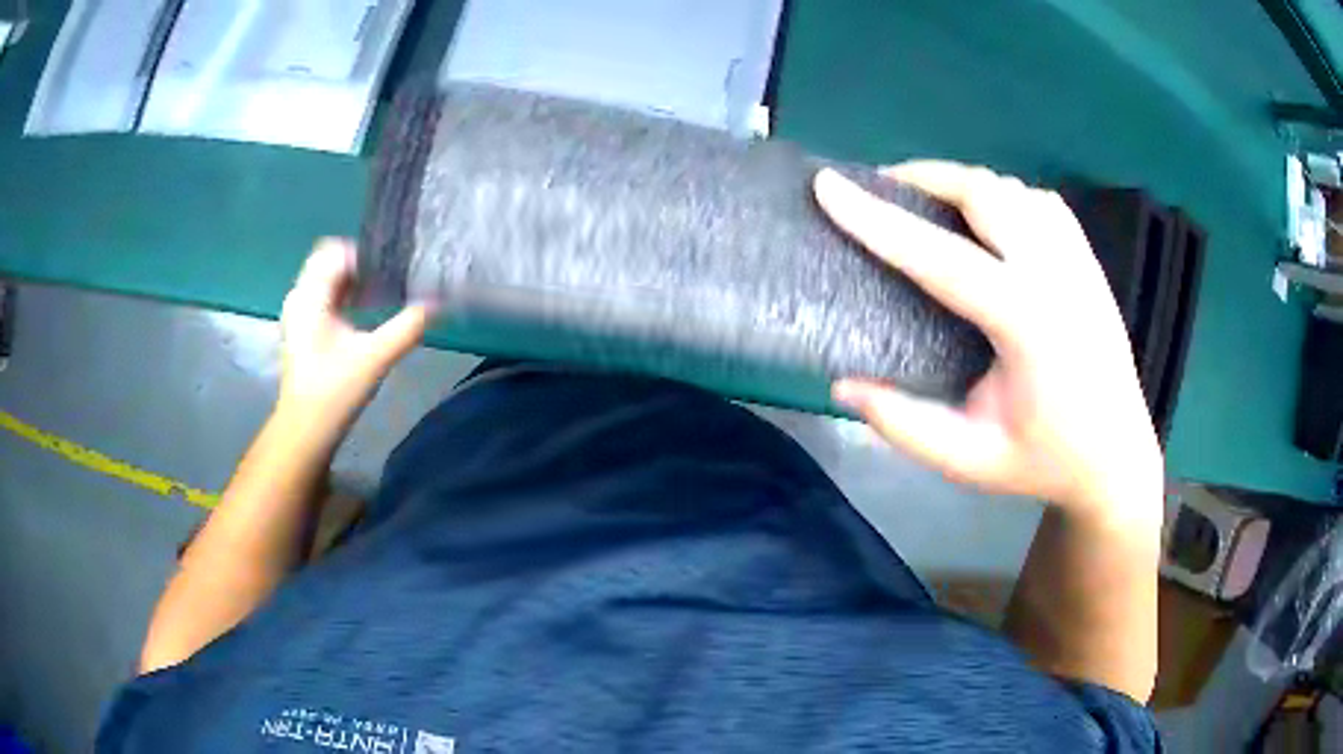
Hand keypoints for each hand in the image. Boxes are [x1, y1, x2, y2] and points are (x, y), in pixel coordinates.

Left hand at [277, 238, 433, 430]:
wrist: (304, 432)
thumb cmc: (334, 393)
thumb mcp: (375, 358)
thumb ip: (408, 327)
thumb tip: (439, 303)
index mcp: (311, 297)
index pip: (336, 252)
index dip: (366, 255)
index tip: (395, 267)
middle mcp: (299, 296)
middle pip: (329, 260)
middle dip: (360, 264)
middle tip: (390, 278)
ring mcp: (298, 312)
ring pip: (326, 277)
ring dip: (353, 280)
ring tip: (382, 293)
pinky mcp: (301, 327)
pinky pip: (323, 295)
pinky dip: (343, 295)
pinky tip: (364, 310)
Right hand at [814, 162, 1161, 517]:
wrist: (1118, 456)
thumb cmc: (1045, 462)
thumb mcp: (969, 461)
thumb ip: (905, 426)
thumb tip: (843, 385)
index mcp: (1027, 324)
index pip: (941, 257)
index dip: (879, 220)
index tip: (828, 187)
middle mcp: (1057, 275)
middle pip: (983, 193)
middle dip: (923, 178)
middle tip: (879, 190)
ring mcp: (1078, 261)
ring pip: (1012, 189)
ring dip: (962, 185)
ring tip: (926, 202)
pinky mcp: (1088, 261)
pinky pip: (1039, 202)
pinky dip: (1001, 196)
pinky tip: (985, 219)